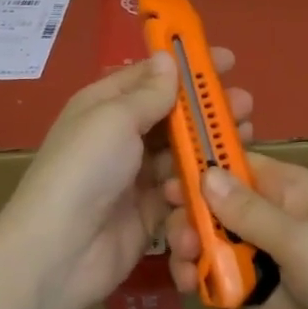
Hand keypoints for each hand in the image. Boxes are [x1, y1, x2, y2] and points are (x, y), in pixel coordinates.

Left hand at [0, 49, 250, 308]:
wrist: (61, 250)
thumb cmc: (86, 169)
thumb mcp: (115, 118)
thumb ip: (149, 92)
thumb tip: (167, 58)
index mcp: (105, 105)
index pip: (151, 76)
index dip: (187, 67)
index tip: (228, 62)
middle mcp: (120, 136)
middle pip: (172, 115)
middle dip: (208, 108)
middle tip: (246, 106)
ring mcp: (135, 176)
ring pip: (182, 152)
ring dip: (211, 144)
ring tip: (245, 138)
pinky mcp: (150, 211)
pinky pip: (182, 189)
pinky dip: (201, 182)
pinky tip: (223, 178)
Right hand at [163, 155, 307, 308]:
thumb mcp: (301, 239)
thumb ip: (249, 212)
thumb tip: (204, 173)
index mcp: (287, 188)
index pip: (233, 163)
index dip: (198, 166)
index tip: (163, 179)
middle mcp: (270, 217)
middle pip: (214, 205)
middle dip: (190, 216)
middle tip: (181, 238)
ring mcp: (263, 257)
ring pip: (211, 242)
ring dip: (191, 250)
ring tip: (187, 268)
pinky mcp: (258, 294)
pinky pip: (219, 278)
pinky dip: (202, 280)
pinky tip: (194, 288)